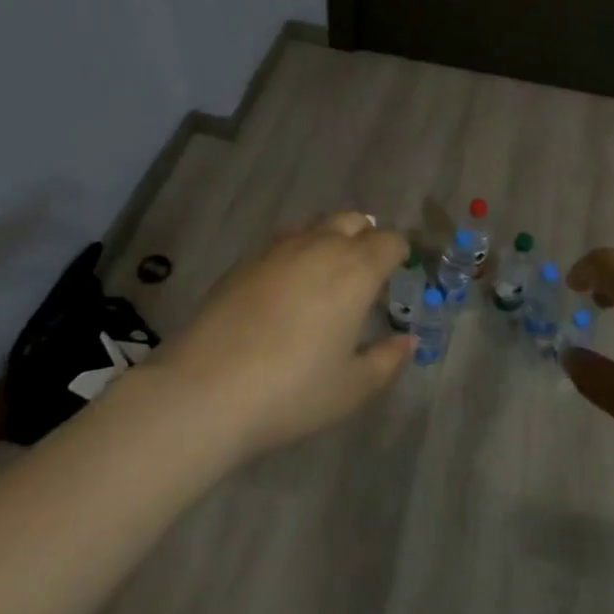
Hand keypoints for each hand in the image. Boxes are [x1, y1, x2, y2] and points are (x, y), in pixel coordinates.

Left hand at [155, 211, 413, 458]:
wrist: (206, 390)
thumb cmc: (291, 392)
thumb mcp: (351, 389)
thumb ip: (387, 360)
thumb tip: (407, 341)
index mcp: (356, 270)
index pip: (389, 240)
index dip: (399, 253)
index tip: (398, 273)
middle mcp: (321, 246)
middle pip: (353, 220)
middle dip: (366, 238)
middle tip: (364, 273)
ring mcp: (279, 248)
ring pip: (316, 225)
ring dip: (330, 239)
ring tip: (326, 274)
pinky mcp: (246, 260)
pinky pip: (283, 241)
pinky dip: (296, 252)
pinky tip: (286, 285)